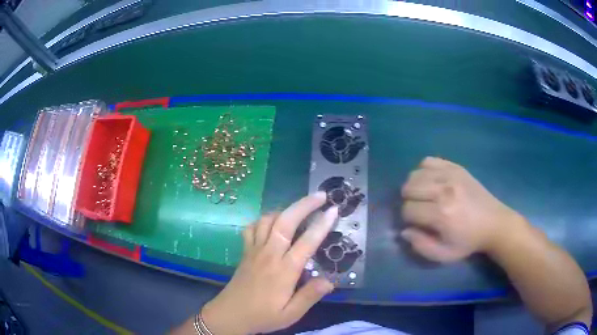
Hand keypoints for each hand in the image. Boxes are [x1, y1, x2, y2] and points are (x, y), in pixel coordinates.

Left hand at [201, 192, 337, 334]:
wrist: (230, 315)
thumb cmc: (262, 316)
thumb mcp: (290, 314)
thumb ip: (310, 296)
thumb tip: (330, 281)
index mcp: (284, 271)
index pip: (306, 242)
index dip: (321, 224)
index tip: (333, 210)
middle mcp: (269, 255)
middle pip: (285, 221)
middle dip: (304, 205)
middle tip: (320, 195)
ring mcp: (254, 250)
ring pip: (267, 220)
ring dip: (285, 209)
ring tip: (299, 208)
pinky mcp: (245, 252)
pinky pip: (252, 228)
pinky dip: (263, 219)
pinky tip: (271, 223)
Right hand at [400, 157, 522, 261]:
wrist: (494, 223)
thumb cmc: (468, 241)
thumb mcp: (444, 254)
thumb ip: (421, 246)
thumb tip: (404, 231)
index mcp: (441, 214)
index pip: (408, 210)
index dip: (408, 219)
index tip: (417, 224)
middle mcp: (444, 190)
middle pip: (409, 188)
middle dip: (408, 201)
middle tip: (419, 209)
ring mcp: (450, 175)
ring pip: (415, 174)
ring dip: (414, 187)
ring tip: (423, 196)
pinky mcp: (456, 167)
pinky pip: (429, 161)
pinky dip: (424, 171)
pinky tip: (431, 182)